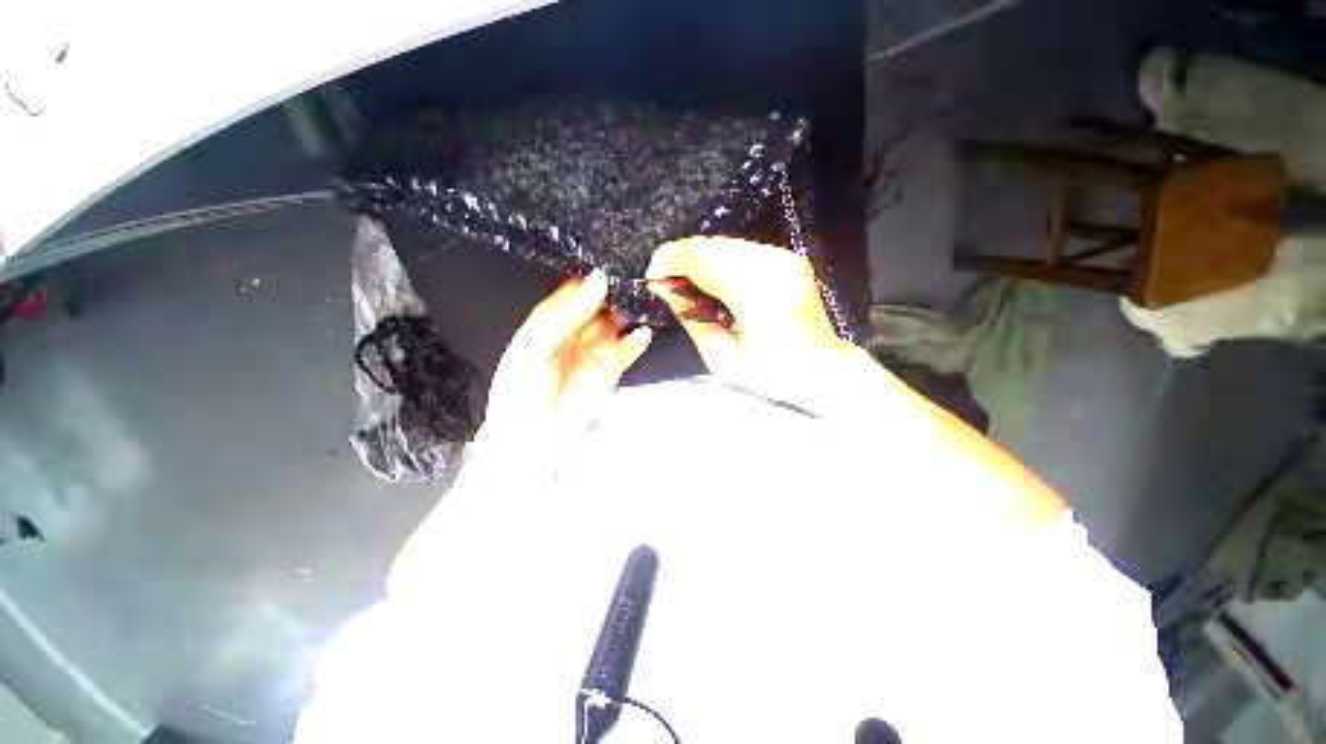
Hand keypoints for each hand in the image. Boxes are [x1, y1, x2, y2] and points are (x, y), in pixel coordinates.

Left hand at [485, 270, 652, 444]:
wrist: (533, 441)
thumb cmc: (522, 390)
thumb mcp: (534, 345)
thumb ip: (566, 313)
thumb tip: (598, 279)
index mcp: (550, 318)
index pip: (575, 288)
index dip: (593, 274)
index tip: (612, 260)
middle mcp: (575, 329)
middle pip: (600, 302)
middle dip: (616, 290)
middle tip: (634, 276)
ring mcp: (596, 348)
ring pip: (618, 321)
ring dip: (631, 312)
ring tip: (644, 300)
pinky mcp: (612, 367)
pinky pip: (628, 348)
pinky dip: (637, 340)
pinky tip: (642, 333)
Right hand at [647, 237, 868, 411]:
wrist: (821, 367)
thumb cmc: (769, 374)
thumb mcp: (720, 357)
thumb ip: (691, 318)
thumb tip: (664, 287)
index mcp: (758, 296)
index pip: (703, 259)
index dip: (671, 260)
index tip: (653, 275)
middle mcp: (773, 266)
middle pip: (712, 245)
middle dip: (682, 258)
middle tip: (667, 282)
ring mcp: (783, 258)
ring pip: (725, 243)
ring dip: (699, 258)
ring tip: (688, 283)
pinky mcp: (786, 257)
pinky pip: (739, 249)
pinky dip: (718, 260)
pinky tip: (713, 280)